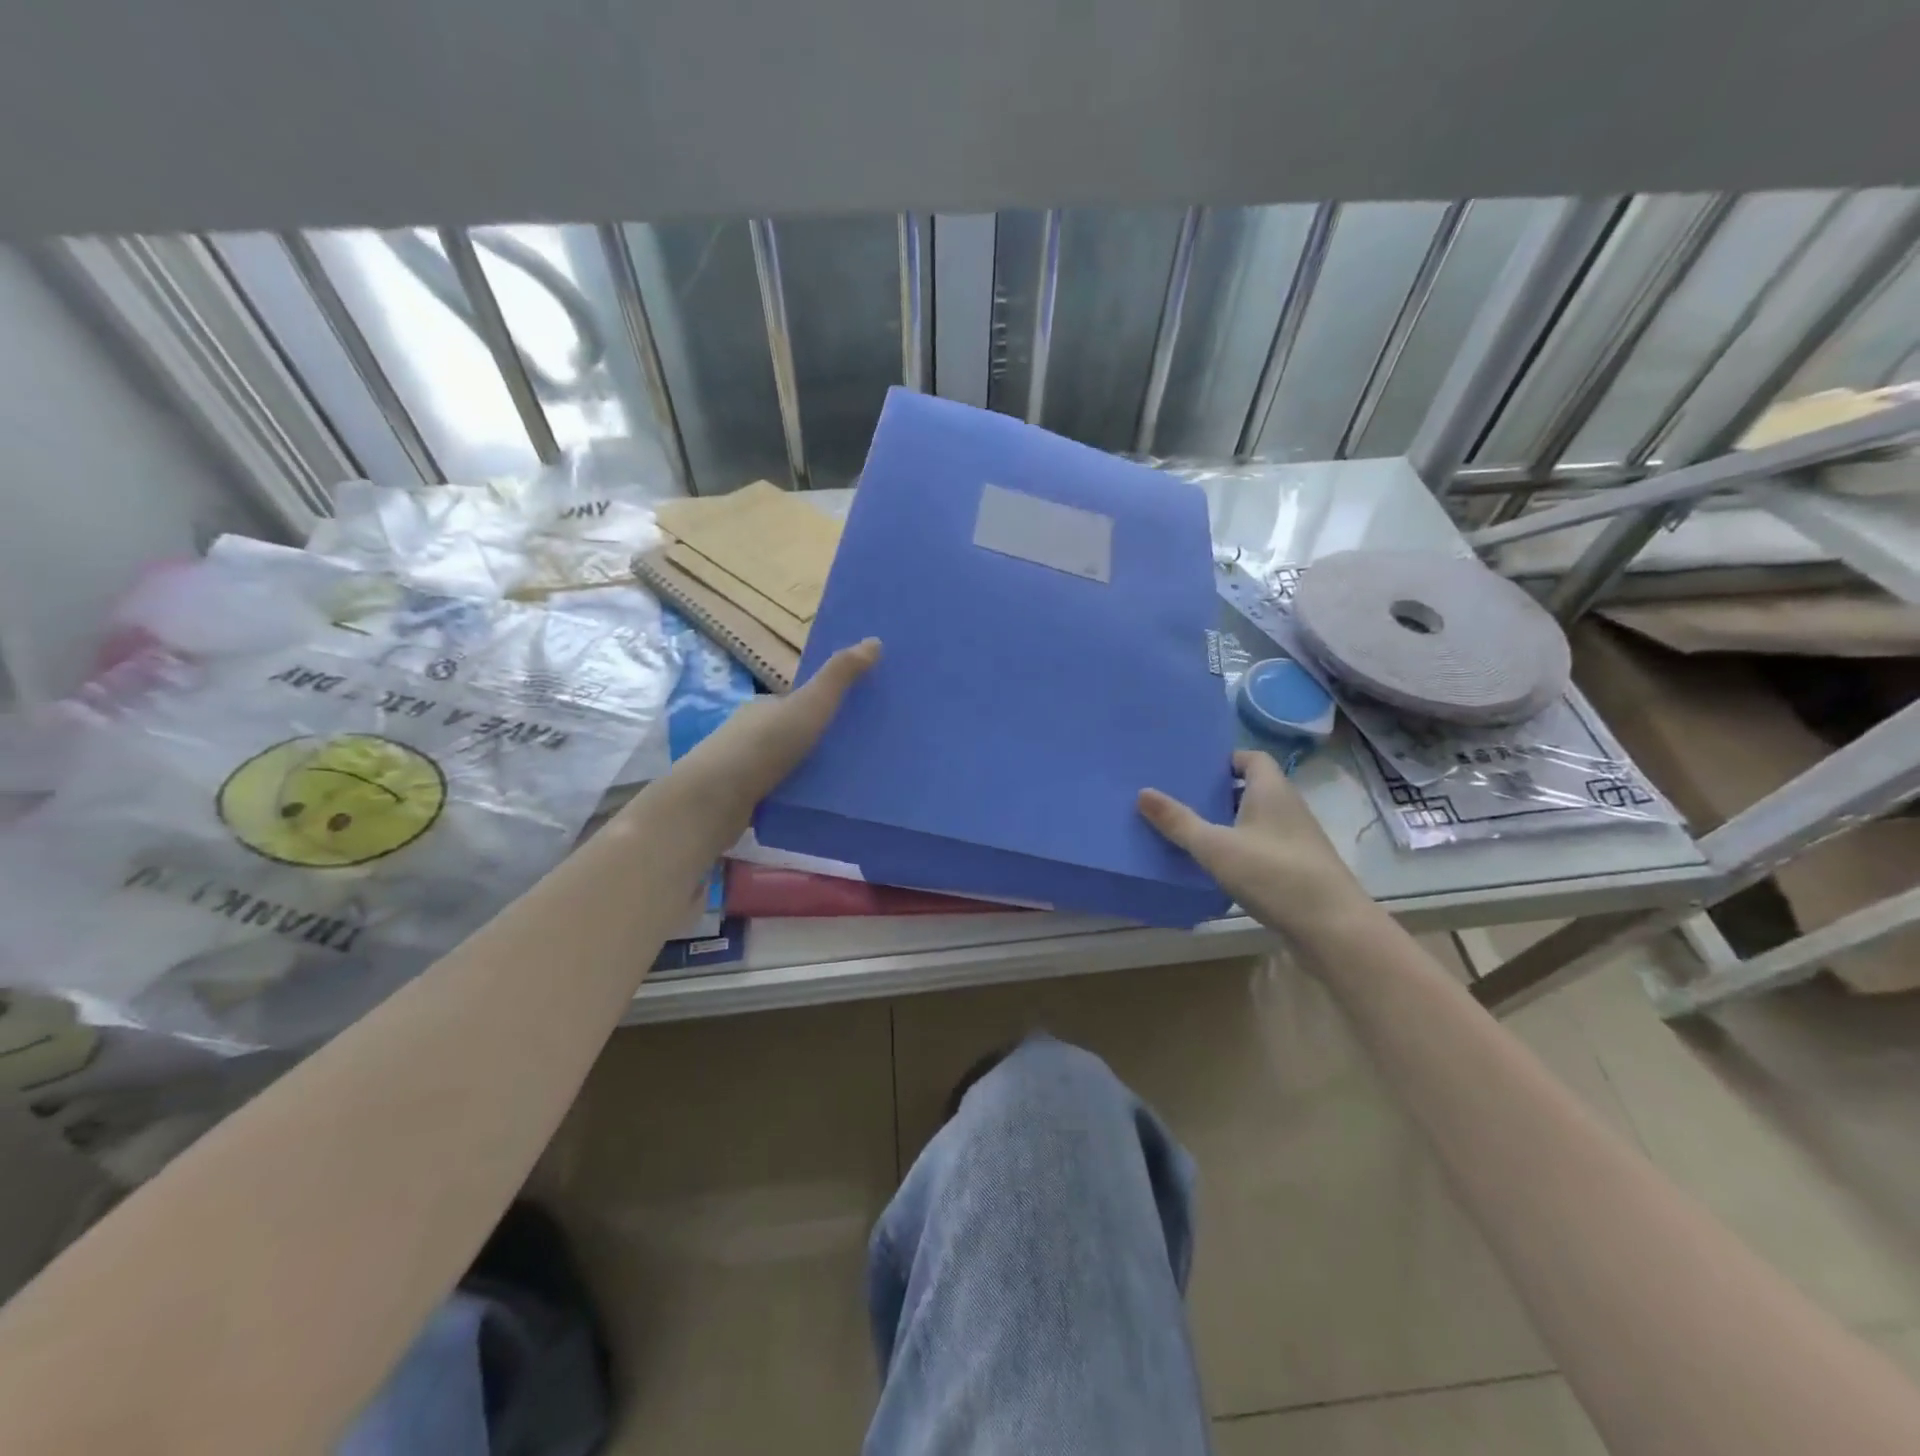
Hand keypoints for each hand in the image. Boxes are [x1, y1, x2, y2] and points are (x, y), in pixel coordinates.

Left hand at [667, 638, 881, 826]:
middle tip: (864, 753)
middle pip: (797, 732)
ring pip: (789, 765)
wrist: (711, 803)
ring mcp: (746, 768)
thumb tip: (875, 640)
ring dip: (813, 771)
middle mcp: (752, 732)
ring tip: (852, 782)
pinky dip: (799, 796)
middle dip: (824, 740)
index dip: (829, 705)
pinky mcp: (744, 801)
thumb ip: (839, 677)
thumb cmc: (763, 747)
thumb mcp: (809, 706)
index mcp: (765, 706)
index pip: (802, 701)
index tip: (862, 718)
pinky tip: (821, 805)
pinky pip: (781, 793)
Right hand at [1138, 749, 1369, 939]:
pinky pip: (1263, 845)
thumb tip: (1142, 792)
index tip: (1194, 769)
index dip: (1225, 759)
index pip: (1251, 758)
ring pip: (1257, 819)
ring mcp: (1296, 839)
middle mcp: (1288, 808)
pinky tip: (1217, 866)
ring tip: (1191, 831)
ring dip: (1228, 822)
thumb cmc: (1273, 874)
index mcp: (1271, 791)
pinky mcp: (1298, 868)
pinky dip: (1240, 848)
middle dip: (1219, 792)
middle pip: (1252, 788)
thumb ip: (1178, 821)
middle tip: (1181, 798)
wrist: (1332, 928)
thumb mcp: (1215, 847)